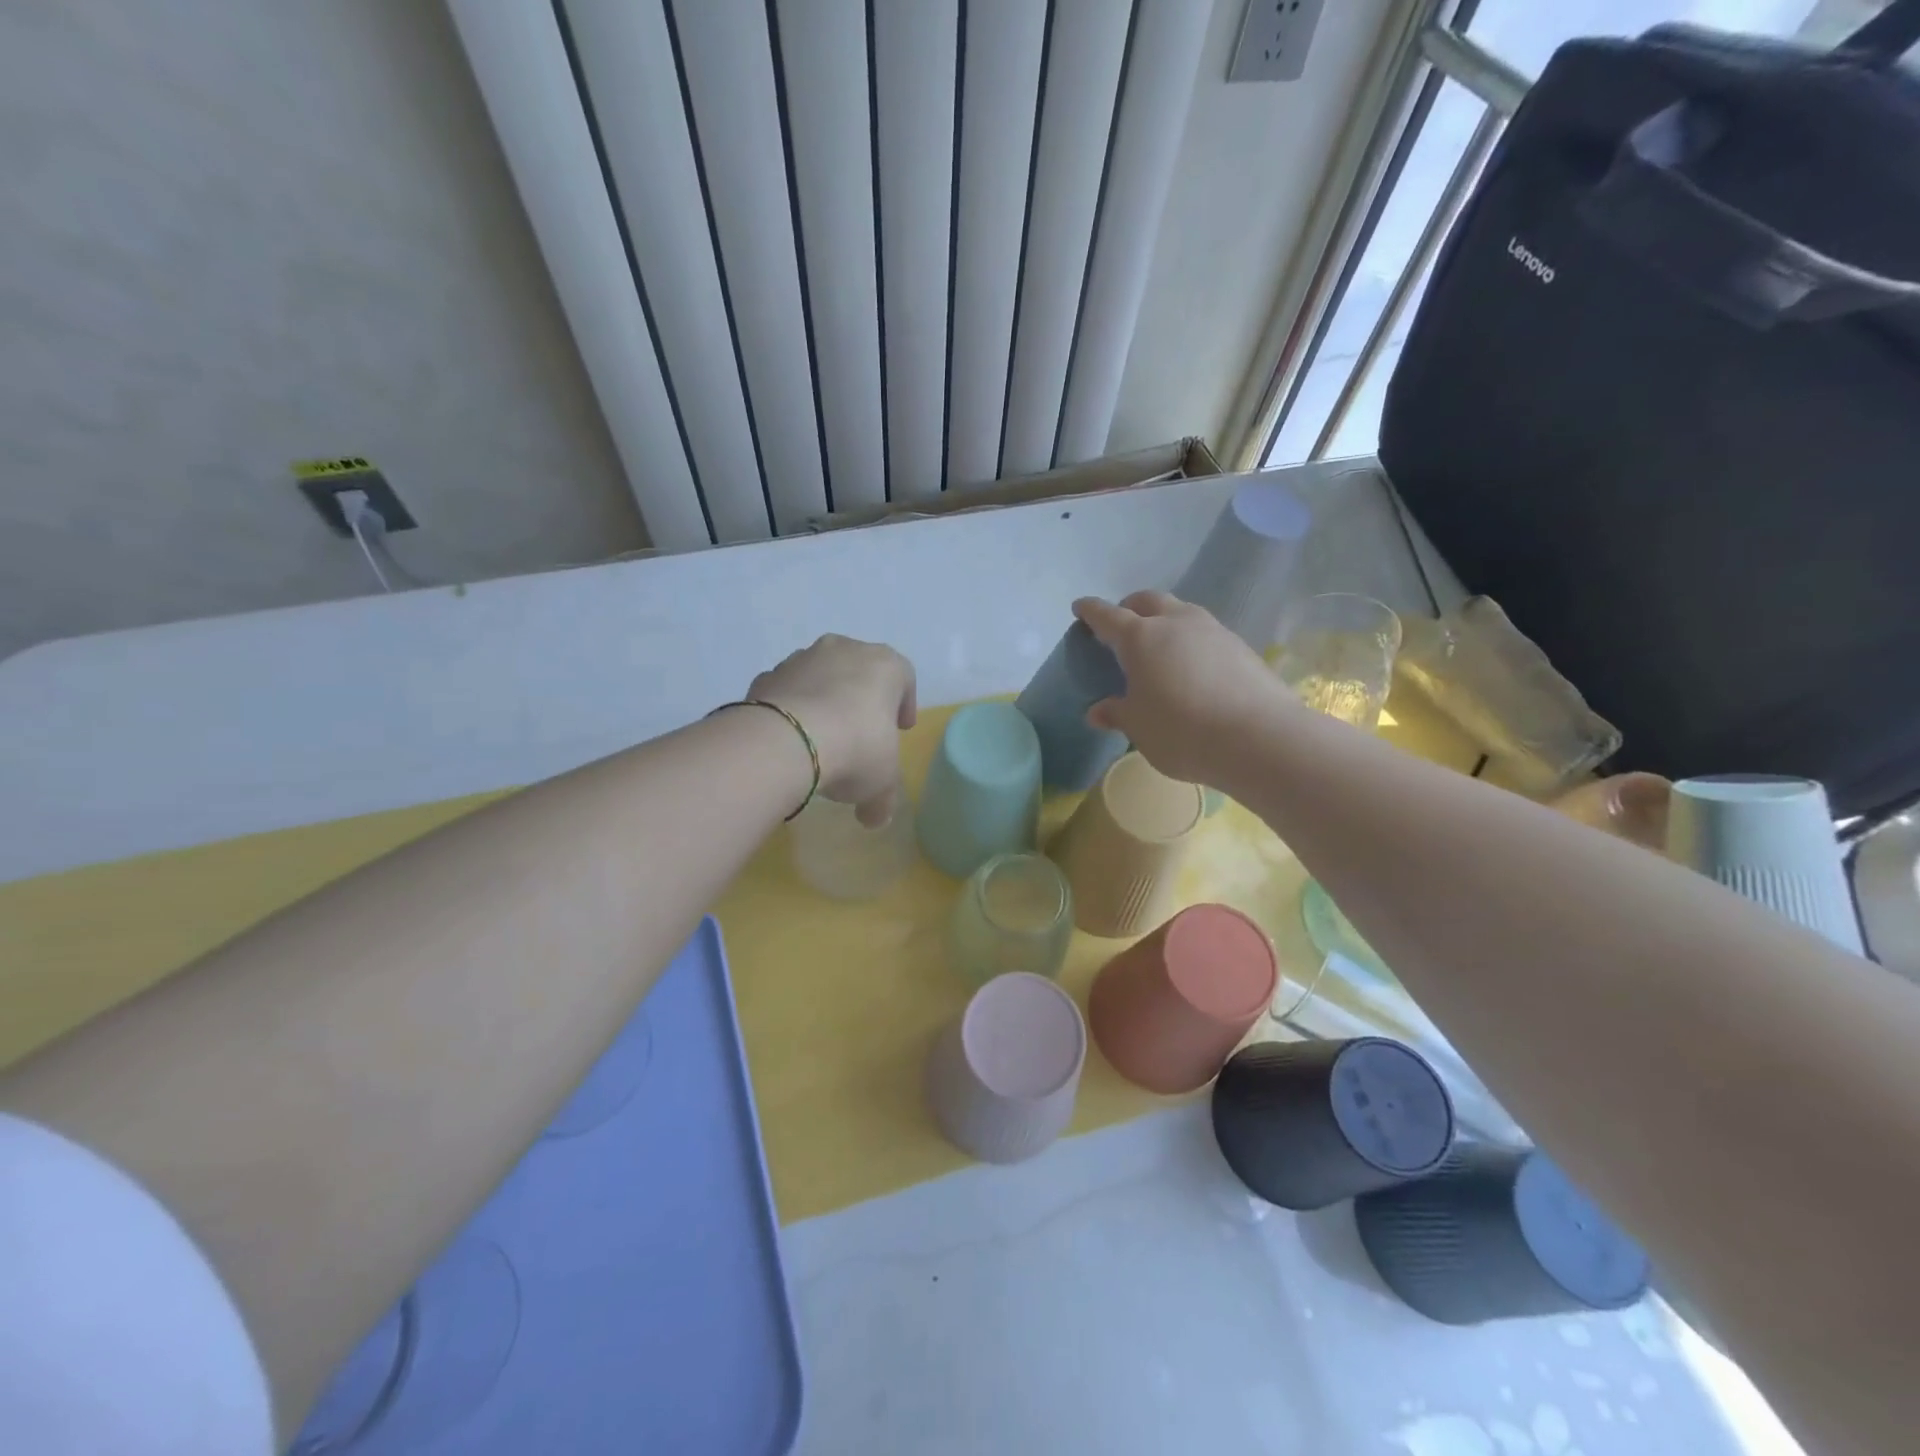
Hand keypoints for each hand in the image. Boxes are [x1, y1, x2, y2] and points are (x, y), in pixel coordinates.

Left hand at [750, 634, 916, 825]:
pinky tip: (788, 741)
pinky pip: (785, 692)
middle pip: (859, 671)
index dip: (904, 704)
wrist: (785, 742)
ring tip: (819, 740)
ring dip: (822, 701)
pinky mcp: (766, 676)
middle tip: (860, 733)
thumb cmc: (855, 750)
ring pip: (819, 677)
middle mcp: (844, 650)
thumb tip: (874, 818)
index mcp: (884, 665)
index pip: (903, 677)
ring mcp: (801, 659)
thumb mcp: (881, 783)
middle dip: (860, 699)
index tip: (900, 730)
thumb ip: (882, 799)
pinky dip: (789, 710)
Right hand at [1072, 592, 1294, 787]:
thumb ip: (1117, 713)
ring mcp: (1213, 631)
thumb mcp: (1139, 727)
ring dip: (1165, 620)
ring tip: (1159, 646)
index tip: (1080, 608)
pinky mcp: (1241, 647)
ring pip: (1182, 612)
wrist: (1259, 737)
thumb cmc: (1182, 730)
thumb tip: (1098, 710)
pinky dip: (1191, 641)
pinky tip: (1193, 667)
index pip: (1108, 616)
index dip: (1091, 611)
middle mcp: (1176, 623)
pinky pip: (1206, 634)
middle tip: (1121, 625)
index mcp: (1141, 638)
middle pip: (1148, 601)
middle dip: (1130, 607)